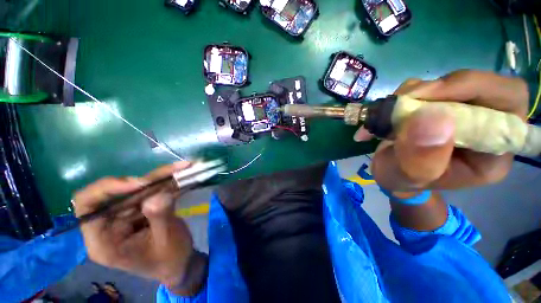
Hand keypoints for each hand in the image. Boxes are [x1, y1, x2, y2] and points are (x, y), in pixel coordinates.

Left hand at [74, 162, 206, 294]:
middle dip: (148, 180)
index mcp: (104, 240)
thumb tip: (158, 195)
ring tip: (184, 168)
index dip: (106, 189)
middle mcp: (111, 223)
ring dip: (162, 177)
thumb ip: (160, 218)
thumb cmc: (170, 259)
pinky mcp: (143, 208)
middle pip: (120, 191)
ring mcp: (127, 214)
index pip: (87, 206)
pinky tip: (182, 174)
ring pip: (139, 187)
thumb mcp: (167, 241)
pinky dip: (168, 181)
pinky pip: (153, 190)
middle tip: (175, 171)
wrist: (180, 262)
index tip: (138, 183)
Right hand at [355, 70, 527, 190]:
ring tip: (390, 114)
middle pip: (481, 85)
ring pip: (449, 83)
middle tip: (406, 99)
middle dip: (441, 89)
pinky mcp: (440, 106)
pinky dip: (405, 94)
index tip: (427, 96)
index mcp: (493, 152)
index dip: (475, 88)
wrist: (390, 174)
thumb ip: (421, 157)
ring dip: (416, 93)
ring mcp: (461, 113)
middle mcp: (485, 128)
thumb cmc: (401, 180)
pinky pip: (428, 86)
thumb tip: (434, 117)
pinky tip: (389, 112)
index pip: (509, 101)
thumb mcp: (407, 176)